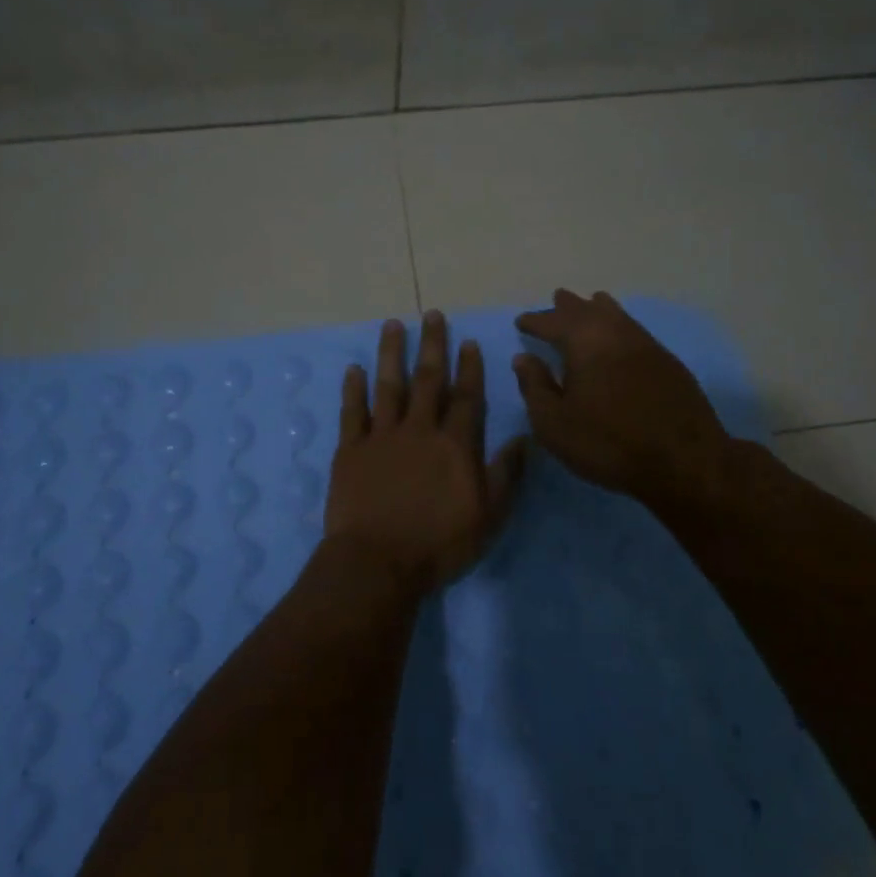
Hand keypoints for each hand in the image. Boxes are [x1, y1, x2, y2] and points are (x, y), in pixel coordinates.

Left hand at [322, 311, 527, 594]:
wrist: (378, 562)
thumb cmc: (439, 543)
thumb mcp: (488, 515)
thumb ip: (505, 473)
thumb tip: (525, 437)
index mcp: (454, 444)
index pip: (466, 397)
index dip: (469, 368)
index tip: (468, 341)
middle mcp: (418, 430)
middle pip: (427, 380)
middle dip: (432, 345)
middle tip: (432, 314)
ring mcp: (381, 437)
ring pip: (388, 386)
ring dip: (390, 354)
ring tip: (393, 325)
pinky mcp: (350, 450)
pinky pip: (352, 412)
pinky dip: (352, 389)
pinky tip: (353, 369)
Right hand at [512, 290, 731, 510]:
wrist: (683, 461)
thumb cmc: (607, 443)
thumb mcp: (554, 423)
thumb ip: (535, 387)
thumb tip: (524, 358)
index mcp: (583, 342)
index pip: (552, 322)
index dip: (535, 321)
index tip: (521, 322)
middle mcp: (615, 333)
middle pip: (587, 310)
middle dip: (568, 306)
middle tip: (557, 299)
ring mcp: (646, 344)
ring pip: (616, 315)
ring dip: (598, 309)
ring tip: (590, 304)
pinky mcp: (668, 362)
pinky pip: (635, 330)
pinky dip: (620, 325)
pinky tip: (620, 337)